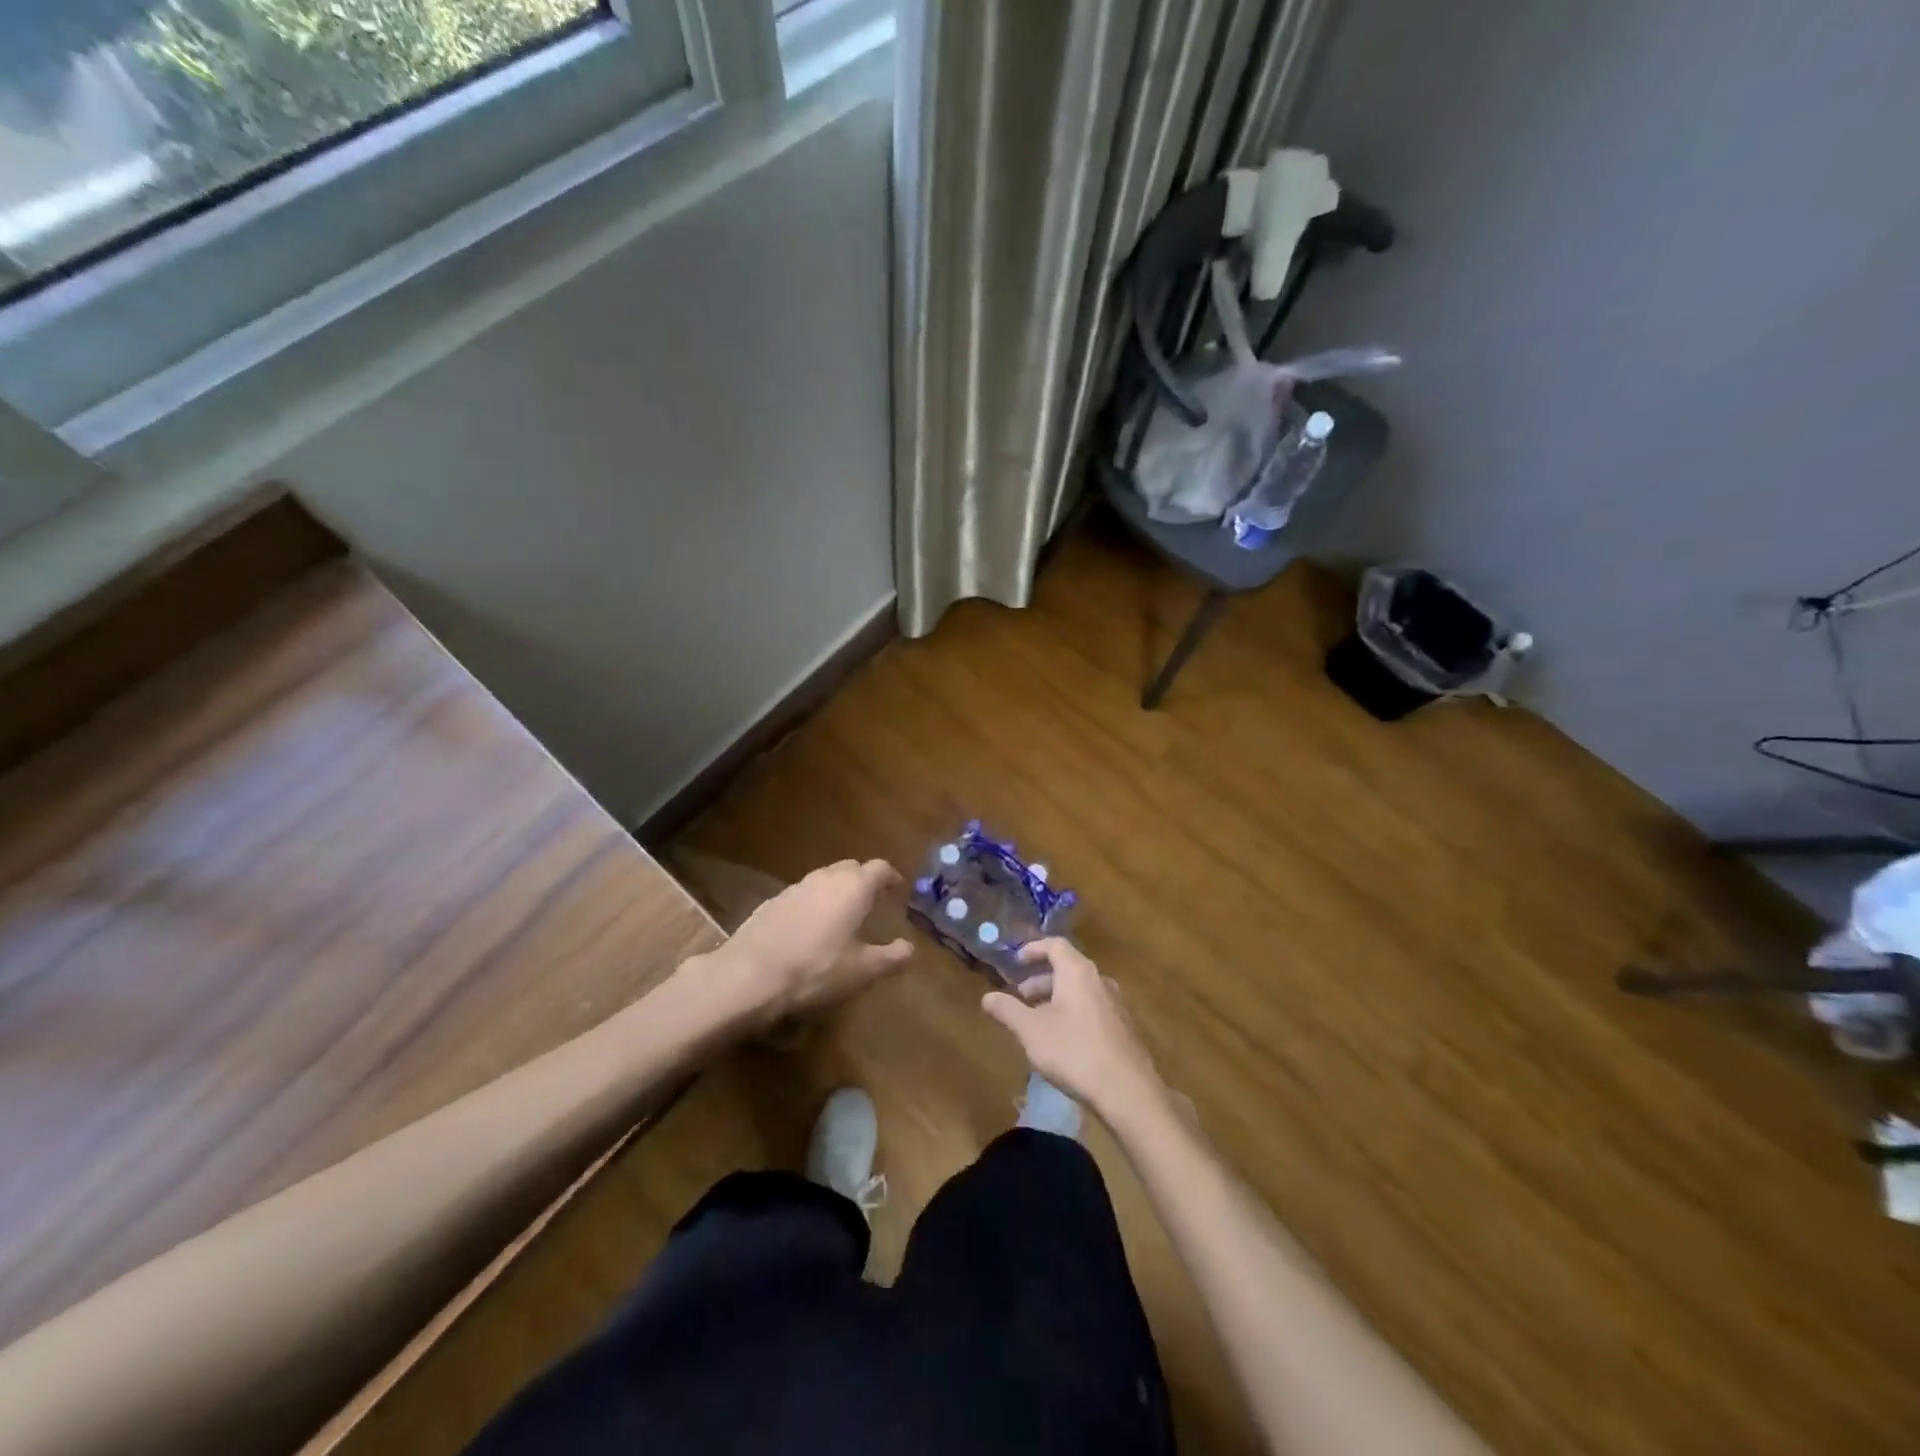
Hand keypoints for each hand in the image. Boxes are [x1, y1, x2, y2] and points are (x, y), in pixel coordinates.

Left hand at [704, 859, 911, 1025]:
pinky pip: (802, 893)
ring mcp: (796, 886)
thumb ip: (890, 957)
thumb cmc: (816, 969)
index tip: (897, 890)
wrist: (750, 975)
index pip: (880, 868)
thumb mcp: (861, 970)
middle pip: (851, 868)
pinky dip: (813, 902)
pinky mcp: (773, 900)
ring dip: (837, 890)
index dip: (891, 877)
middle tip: (872, 902)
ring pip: (825, 878)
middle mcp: (826, 878)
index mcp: (854, 887)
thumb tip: (910, 949)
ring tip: (842, 914)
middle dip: (864, 880)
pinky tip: (809, 927)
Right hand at [981, 938, 1164, 1121]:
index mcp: (1077, 972)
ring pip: (1080, 990)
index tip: (1017, 961)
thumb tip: (987, 997)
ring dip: (1056, 998)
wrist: (1127, 1090)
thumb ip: (1008, 1010)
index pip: (1055, 945)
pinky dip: (1073, 1012)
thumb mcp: (1031, 1031)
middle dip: (1041, 979)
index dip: (1034, 949)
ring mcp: (1115, 1004)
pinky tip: (1063, 1040)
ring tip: (1038, 1020)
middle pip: (1068, 968)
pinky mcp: (1123, 1028)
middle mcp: (1099, 980)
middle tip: (1022, 996)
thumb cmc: (1074, 1051)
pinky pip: (1092, 1008)